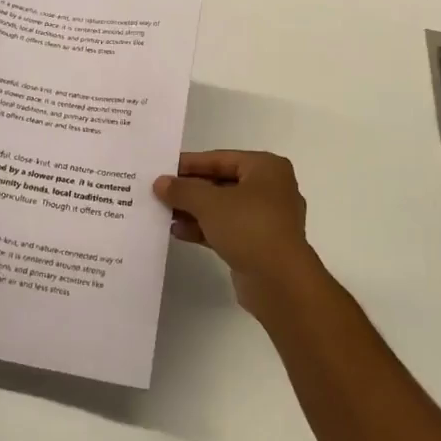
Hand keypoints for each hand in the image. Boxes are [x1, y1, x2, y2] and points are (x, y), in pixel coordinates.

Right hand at [153, 151, 317, 314]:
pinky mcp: (260, 244)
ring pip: (224, 208)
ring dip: (194, 211)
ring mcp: (267, 219)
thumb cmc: (249, 227)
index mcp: (266, 168)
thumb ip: (182, 190)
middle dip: (190, 190)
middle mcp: (271, 189)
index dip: (189, 164)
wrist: (280, 282)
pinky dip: (205, 228)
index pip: (220, 158)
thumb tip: (160, 183)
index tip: (162, 169)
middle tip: (160, 192)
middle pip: (222, 182)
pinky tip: (178, 231)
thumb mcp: (209, 203)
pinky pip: (227, 229)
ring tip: (164, 213)